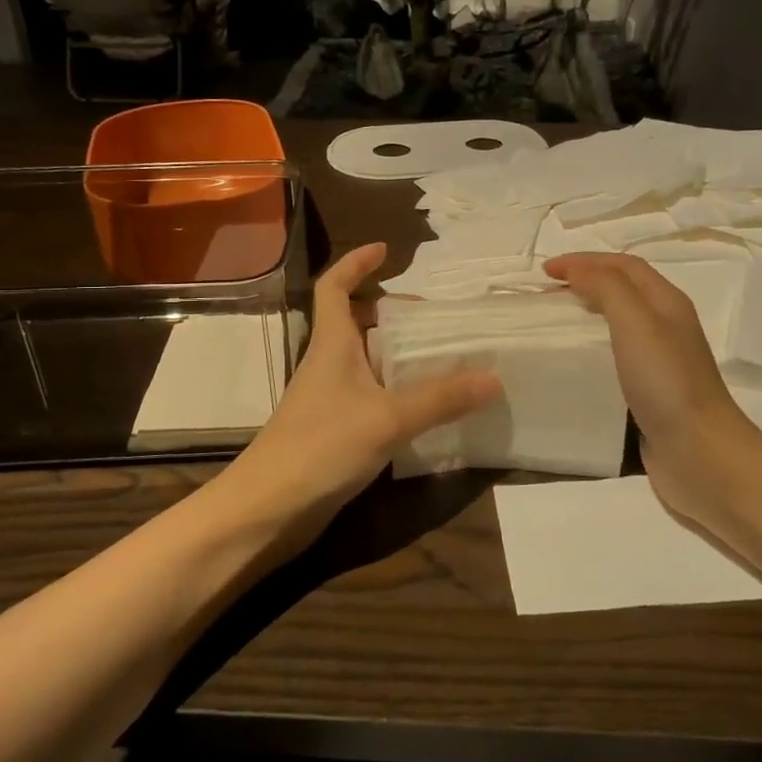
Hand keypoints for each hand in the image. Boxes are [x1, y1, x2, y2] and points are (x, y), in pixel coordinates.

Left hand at [231, 244, 499, 548]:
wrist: (268, 510)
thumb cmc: (320, 447)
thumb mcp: (387, 418)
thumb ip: (440, 399)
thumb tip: (493, 377)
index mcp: (331, 345)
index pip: (334, 286)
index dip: (355, 263)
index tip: (386, 250)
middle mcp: (328, 365)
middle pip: (354, 323)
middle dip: (389, 312)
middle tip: (433, 318)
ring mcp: (329, 400)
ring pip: (364, 362)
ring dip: (396, 354)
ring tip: (440, 357)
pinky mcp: (335, 432)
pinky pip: (370, 397)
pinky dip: (395, 392)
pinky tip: (424, 409)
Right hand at [544, 252, 761, 532]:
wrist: (700, 454)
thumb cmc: (667, 382)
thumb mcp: (636, 321)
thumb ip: (607, 288)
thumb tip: (577, 270)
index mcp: (666, 302)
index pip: (623, 265)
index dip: (585, 261)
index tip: (545, 272)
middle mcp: (665, 327)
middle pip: (621, 291)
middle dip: (583, 284)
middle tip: (544, 298)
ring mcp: (659, 362)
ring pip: (617, 325)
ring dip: (585, 317)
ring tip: (552, 327)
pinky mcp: (648, 394)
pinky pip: (613, 360)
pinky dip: (589, 352)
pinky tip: (570, 367)